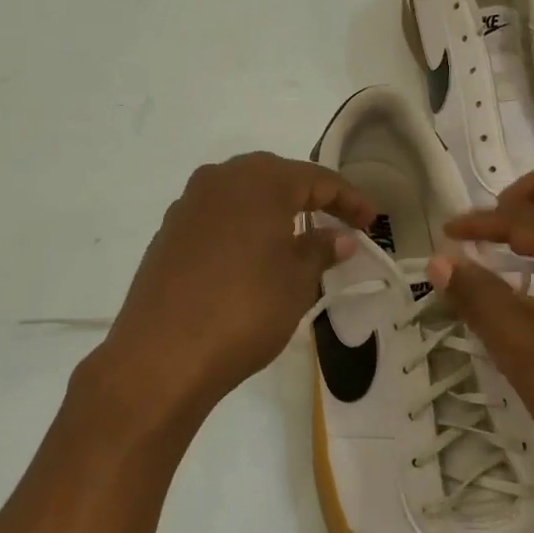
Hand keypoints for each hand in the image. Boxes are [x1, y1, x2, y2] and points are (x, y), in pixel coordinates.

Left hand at [97, 153, 375, 424]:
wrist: (162, 355)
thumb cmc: (244, 311)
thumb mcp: (296, 282)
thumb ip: (320, 250)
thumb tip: (338, 237)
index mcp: (258, 181)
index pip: (316, 179)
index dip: (348, 199)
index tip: (371, 222)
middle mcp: (219, 180)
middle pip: (275, 177)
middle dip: (309, 197)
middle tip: (336, 222)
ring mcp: (188, 205)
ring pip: (242, 195)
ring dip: (273, 211)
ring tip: (296, 238)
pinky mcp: (168, 233)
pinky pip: (217, 217)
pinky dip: (242, 227)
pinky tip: (251, 256)